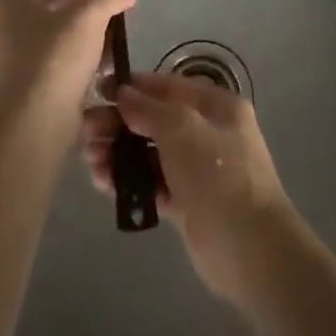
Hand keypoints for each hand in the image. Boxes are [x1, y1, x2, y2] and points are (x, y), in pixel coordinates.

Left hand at [0, 0, 134, 139]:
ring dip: (91, 28)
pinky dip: (82, 52)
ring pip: (61, 30)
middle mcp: (9, 22)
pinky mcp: (29, 80)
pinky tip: (105, 59)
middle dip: (93, 1)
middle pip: (59, 1)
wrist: (33, 124)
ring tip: (119, 31)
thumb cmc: (56, 58)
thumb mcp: (89, 17)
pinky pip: (60, 56)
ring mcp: (16, 53)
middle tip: (121, 3)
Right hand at [83, 71, 298, 307]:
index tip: (98, 91)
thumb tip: (122, 94)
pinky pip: (152, 183)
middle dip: (120, 123)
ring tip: (91, 160)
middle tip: (86, 132)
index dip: (133, 87)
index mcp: (216, 106)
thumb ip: (148, 110)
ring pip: (150, 153)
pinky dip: (129, 181)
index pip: (168, 86)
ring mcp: (197, 169)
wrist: (249, 249)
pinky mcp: (186, 202)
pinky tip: (104, 183)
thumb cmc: (218, 174)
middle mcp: (207, 132)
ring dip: (119, 153)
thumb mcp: (182, 129)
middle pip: (155, 120)